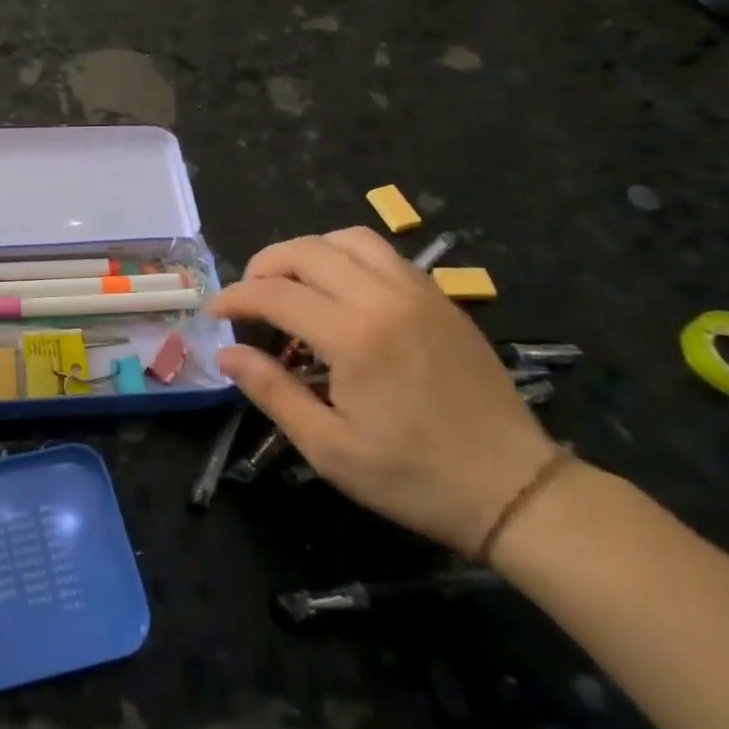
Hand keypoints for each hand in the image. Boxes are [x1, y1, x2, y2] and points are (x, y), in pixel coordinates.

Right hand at [210, 228, 554, 557]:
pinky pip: (384, 254)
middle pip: (307, 250)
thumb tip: (228, 353)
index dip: (235, 297)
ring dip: (308, 252)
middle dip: (264, 265)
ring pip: (348, 239)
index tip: (214, 313)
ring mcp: (419, 292)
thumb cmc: (413, 476)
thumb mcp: (329, 447)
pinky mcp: (441, 299)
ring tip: (293, 285)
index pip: (274, 293)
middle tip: (249, 297)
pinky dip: (348, 257)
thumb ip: (272, 391)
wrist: (514, 489)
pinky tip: (340, 292)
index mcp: (354, 337)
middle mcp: (384, 298)